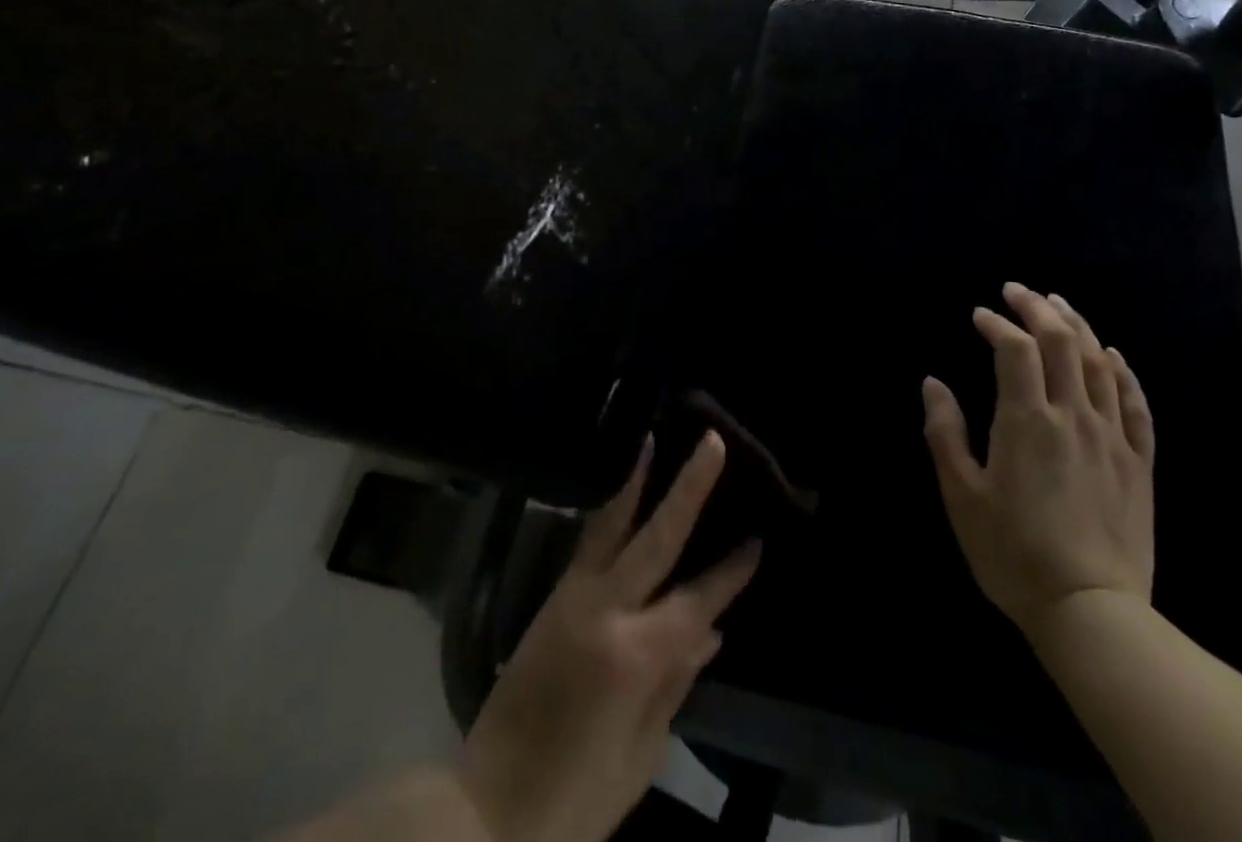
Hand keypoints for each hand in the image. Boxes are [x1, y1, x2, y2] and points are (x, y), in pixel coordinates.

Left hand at [458, 433, 760, 841]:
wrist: (484, 811)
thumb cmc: (574, 801)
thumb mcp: (639, 757)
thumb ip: (676, 684)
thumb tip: (711, 631)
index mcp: (634, 656)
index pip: (696, 600)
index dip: (729, 573)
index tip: (758, 540)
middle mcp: (604, 610)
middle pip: (657, 536)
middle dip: (689, 488)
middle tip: (713, 442)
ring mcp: (572, 599)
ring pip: (611, 524)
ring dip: (635, 480)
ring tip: (651, 437)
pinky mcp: (550, 600)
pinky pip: (586, 543)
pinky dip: (607, 510)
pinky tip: (619, 490)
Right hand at [921, 282, 1155, 633]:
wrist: (1091, 613)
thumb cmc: (1013, 553)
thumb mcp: (962, 496)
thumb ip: (945, 433)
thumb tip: (933, 383)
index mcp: (1027, 420)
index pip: (1014, 348)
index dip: (996, 323)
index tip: (979, 315)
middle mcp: (1072, 415)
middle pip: (1061, 341)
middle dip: (1037, 307)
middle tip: (1017, 291)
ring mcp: (1111, 437)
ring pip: (1100, 363)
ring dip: (1078, 326)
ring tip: (1059, 304)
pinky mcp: (1138, 462)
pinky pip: (1136, 404)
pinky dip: (1124, 371)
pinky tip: (1112, 355)